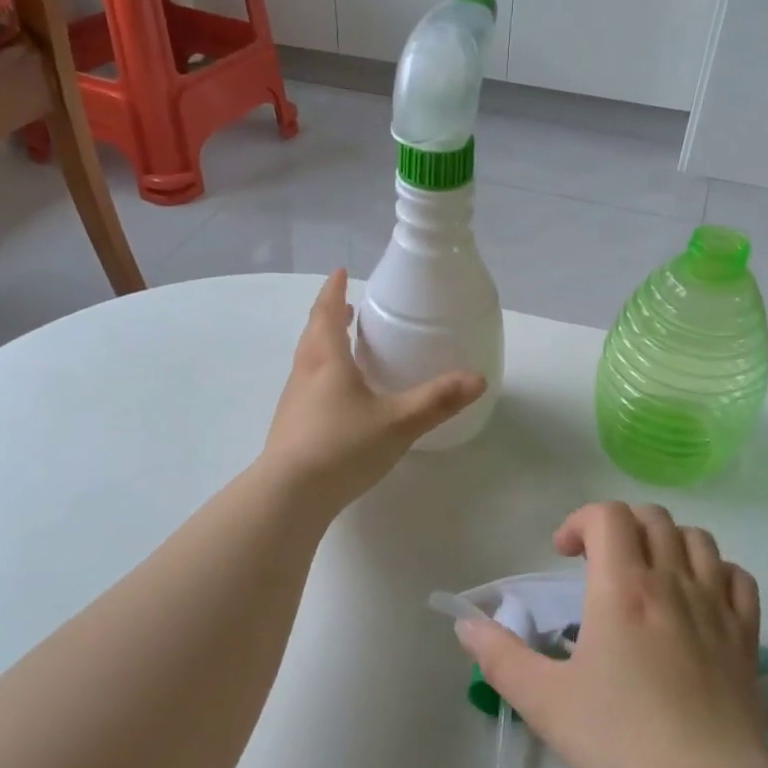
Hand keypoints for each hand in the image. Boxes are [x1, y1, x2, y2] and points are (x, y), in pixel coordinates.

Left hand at [260, 270, 485, 513]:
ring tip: (342, 347)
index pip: (327, 313)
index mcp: (327, 361)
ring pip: (307, 361)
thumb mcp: (398, 422)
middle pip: (313, 334)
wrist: (289, 495)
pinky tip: (338, 398)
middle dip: (328, 316)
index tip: (339, 272)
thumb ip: (438, 400)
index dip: (334, 291)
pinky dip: (322, 376)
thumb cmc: (343, 446)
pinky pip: (307, 387)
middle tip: (345, 307)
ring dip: (323, 345)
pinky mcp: (290, 428)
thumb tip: (478, 379)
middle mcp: (305, 374)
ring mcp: (293, 402)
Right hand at [456, 502, 767, 767]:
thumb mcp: (544, 702)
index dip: (580, 521)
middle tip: (597, 563)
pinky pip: (738, 578)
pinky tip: (697, 597)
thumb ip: (499, 657)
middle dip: (619, 526)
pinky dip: (715, 572)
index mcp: (624, 588)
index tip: (563, 555)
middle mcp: (673, 583)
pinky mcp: (747, 638)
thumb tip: (466, 624)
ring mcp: (717, 608)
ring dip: (665, 541)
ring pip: (697, 539)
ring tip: (646, 573)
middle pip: (652, 518)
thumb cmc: (620, 745)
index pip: (608, 516)